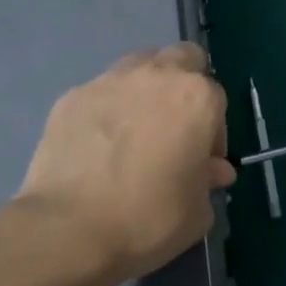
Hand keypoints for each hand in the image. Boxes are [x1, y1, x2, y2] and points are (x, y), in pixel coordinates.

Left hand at [16, 44, 235, 282]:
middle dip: (184, 84)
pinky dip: (106, 109)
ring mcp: (110, 81)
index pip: (216, 99)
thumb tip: (212, 170)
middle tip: (175, 126)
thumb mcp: (197, 211)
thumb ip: (208, 180)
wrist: (69, 227)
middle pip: (182, 58)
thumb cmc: (148, 218)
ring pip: (139, 66)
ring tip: (135, 130)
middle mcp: (157, 75)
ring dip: (145, 89)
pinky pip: (100, 92)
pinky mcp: (73, 95)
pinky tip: (98, 145)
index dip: (213, 132)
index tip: (202, 161)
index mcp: (196, 97)